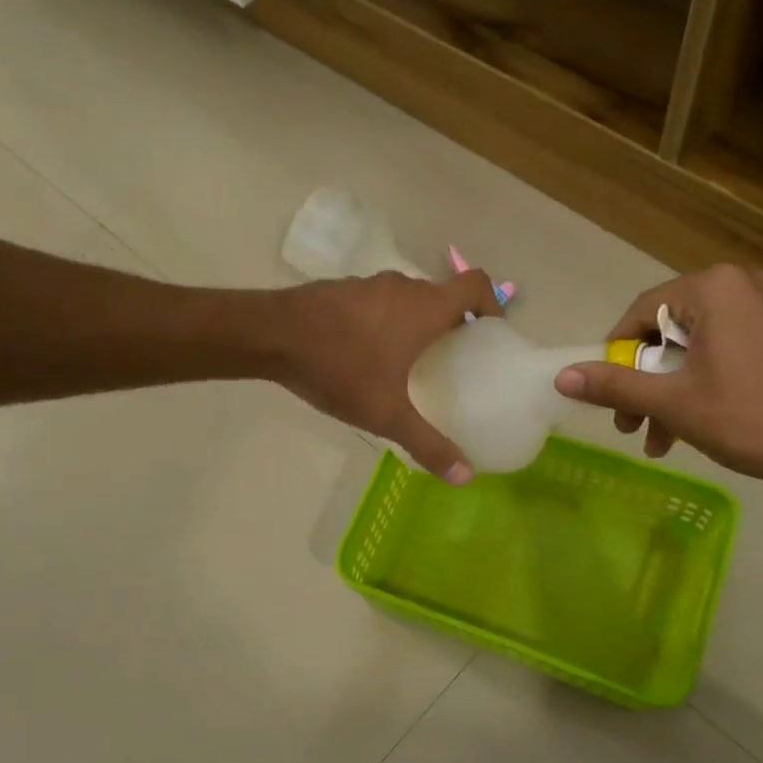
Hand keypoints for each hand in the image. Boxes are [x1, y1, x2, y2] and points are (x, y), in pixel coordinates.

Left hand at [269, 269, 501, 482]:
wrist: (270, 335)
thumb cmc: (339, 368)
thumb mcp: (386, 413)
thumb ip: (427, 443)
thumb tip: (465, 477)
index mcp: (425, 308)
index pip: (475, 285)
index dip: (492, 303)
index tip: (492, 333)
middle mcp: (402, 287)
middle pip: (443, 295)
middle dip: (456, 323)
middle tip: (457, 360)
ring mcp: (369, 285)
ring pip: (408, 299)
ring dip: (419, 323)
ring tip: (414, 362)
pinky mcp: (342, 291)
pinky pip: (379, 303)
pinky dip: (388, 321)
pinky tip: (370, 356)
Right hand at [553, 264, 762, 489]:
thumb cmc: (749, 417)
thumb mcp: (673, 403)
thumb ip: (614, 386)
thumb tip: (561, 378)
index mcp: (714, 288)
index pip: (641, 312)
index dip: (615, 356)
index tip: (606, 395)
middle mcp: (743, 284)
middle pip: (669, 332)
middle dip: (644, 383)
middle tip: (630, 424)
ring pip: (696, 346)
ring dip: (669, 392)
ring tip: (659, 439)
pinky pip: (726, 350)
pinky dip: (702, 383)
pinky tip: (692, 426)